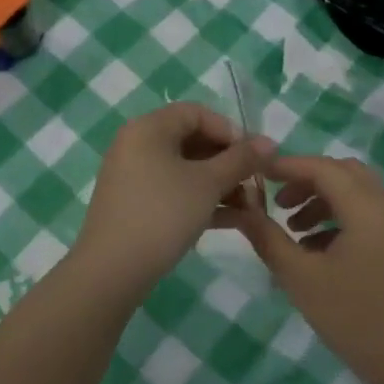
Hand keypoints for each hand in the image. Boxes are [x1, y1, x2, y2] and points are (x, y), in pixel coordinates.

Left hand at [74, 102, 272, 292]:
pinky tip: (234, 220)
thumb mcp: (208, 183)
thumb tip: (270, 143)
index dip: (230, 130)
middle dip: (230, 162)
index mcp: (149, 129)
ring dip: (222, 184)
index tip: (253, 156)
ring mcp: (135, 177)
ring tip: (251, 206)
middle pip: (193, 141)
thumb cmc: (163, 214)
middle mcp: (138, 145)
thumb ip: (241, 159)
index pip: (197, 113)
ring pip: (187, 170)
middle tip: (256, 182)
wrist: (112, 270)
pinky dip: (203, 200)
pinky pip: (176, 192)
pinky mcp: (137, 205)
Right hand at [227, 156, 383, 383]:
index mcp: (366, 207)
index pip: (323, 167)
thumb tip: (242, 210)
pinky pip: (367, 215)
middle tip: (277, 200)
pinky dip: (339, 218)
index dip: (288, 166)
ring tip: (292, 228)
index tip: (257, 172)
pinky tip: (316, 249)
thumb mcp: (302, 279)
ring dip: (322, 200)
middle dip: (307, 180)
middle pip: (343, 173)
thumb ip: (269, 239)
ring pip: (356, 193)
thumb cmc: (355, 318)